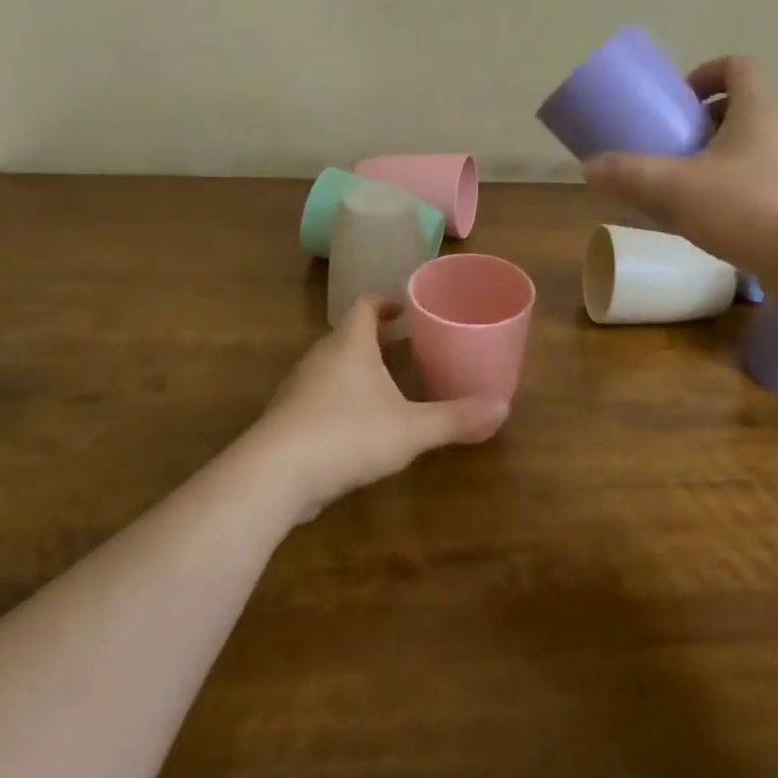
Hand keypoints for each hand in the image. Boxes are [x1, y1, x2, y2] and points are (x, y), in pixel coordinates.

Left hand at [247, 297, 506, 522]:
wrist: (274, 475)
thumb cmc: (348, 434)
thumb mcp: (411, 429)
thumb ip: (455, 419)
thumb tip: (502, 409)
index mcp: (350, 344)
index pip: (364, 306)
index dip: (385, 302)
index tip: (405, 308)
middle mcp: (320, 358)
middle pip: (348, 336)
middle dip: (377, 340)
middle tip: (407, 349)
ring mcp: (298, 389)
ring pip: (331, 368)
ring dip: (357, 371)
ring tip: (387, 387)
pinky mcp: (286, 420)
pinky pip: (317, 398)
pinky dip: (339, 401)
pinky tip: (357, 428)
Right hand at [583, 55, 777, 280]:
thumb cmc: (750, 207)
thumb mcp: (676, 189)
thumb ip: (630, 176)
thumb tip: (589, 168)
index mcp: (759, 109)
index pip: (738, 66)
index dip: (707, 73)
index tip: (680, 99)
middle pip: (743, 109)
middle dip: (704, 123)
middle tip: (673, 145)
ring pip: (752, 150)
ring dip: (718, 160)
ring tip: (684, 186)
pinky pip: (761, 184)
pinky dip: (734, 192)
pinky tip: (709, 221)